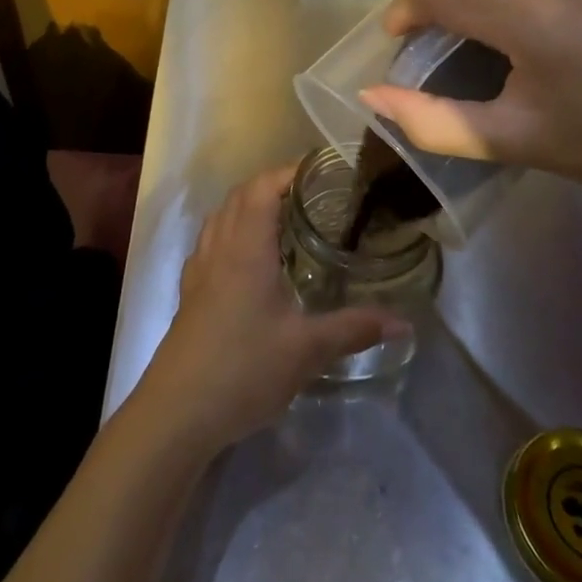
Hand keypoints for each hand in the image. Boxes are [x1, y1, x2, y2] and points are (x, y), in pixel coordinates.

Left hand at [133, 165, 405, 453]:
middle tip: (313, 194)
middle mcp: (219, 246)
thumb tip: (403, 321)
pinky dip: (233, 230)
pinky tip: (252, 257)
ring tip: (285, 217)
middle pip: (241, 195)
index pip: (263, 186)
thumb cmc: (243, 368)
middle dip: (274, 184)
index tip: (322, 171)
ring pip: (223, 215)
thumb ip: (354, 329)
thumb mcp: (306, 350)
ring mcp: (200, 267)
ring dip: (250, 204)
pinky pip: (213, 240)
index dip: (290, 171)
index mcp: (246, 246)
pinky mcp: (191, 290)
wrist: (178, 410)